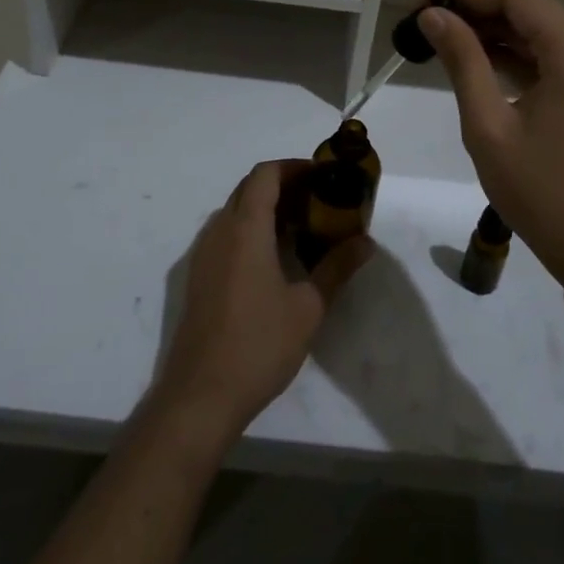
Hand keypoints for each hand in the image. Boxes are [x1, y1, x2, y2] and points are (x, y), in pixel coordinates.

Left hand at [150, 160, 372, 444]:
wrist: (200, 396)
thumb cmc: (258, 344)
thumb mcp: (308, 307)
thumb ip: (337, 267)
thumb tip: (366, 242)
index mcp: (245, 227)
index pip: (266, 174)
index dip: (294, 167)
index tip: (323, 177)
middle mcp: (219, 229)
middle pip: (249, 188)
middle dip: (284, 186)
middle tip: (319, 202)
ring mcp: (203, 253)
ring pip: (235, 211)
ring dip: (266, 208)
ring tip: (301, 229)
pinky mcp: (197, 275)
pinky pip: (225, 234)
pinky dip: (250, 230)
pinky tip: (273, 259)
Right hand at [419, 0, 563, 296]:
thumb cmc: (541, 191)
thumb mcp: (488, 125)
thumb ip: (462, 61)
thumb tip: (433, 15)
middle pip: (532, 10)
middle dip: (479, 7)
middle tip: (429, 14)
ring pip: (543, 31)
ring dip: (497, 29)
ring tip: (445, 34)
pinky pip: (555, 56)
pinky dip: (518, 53)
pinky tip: (480, 59)